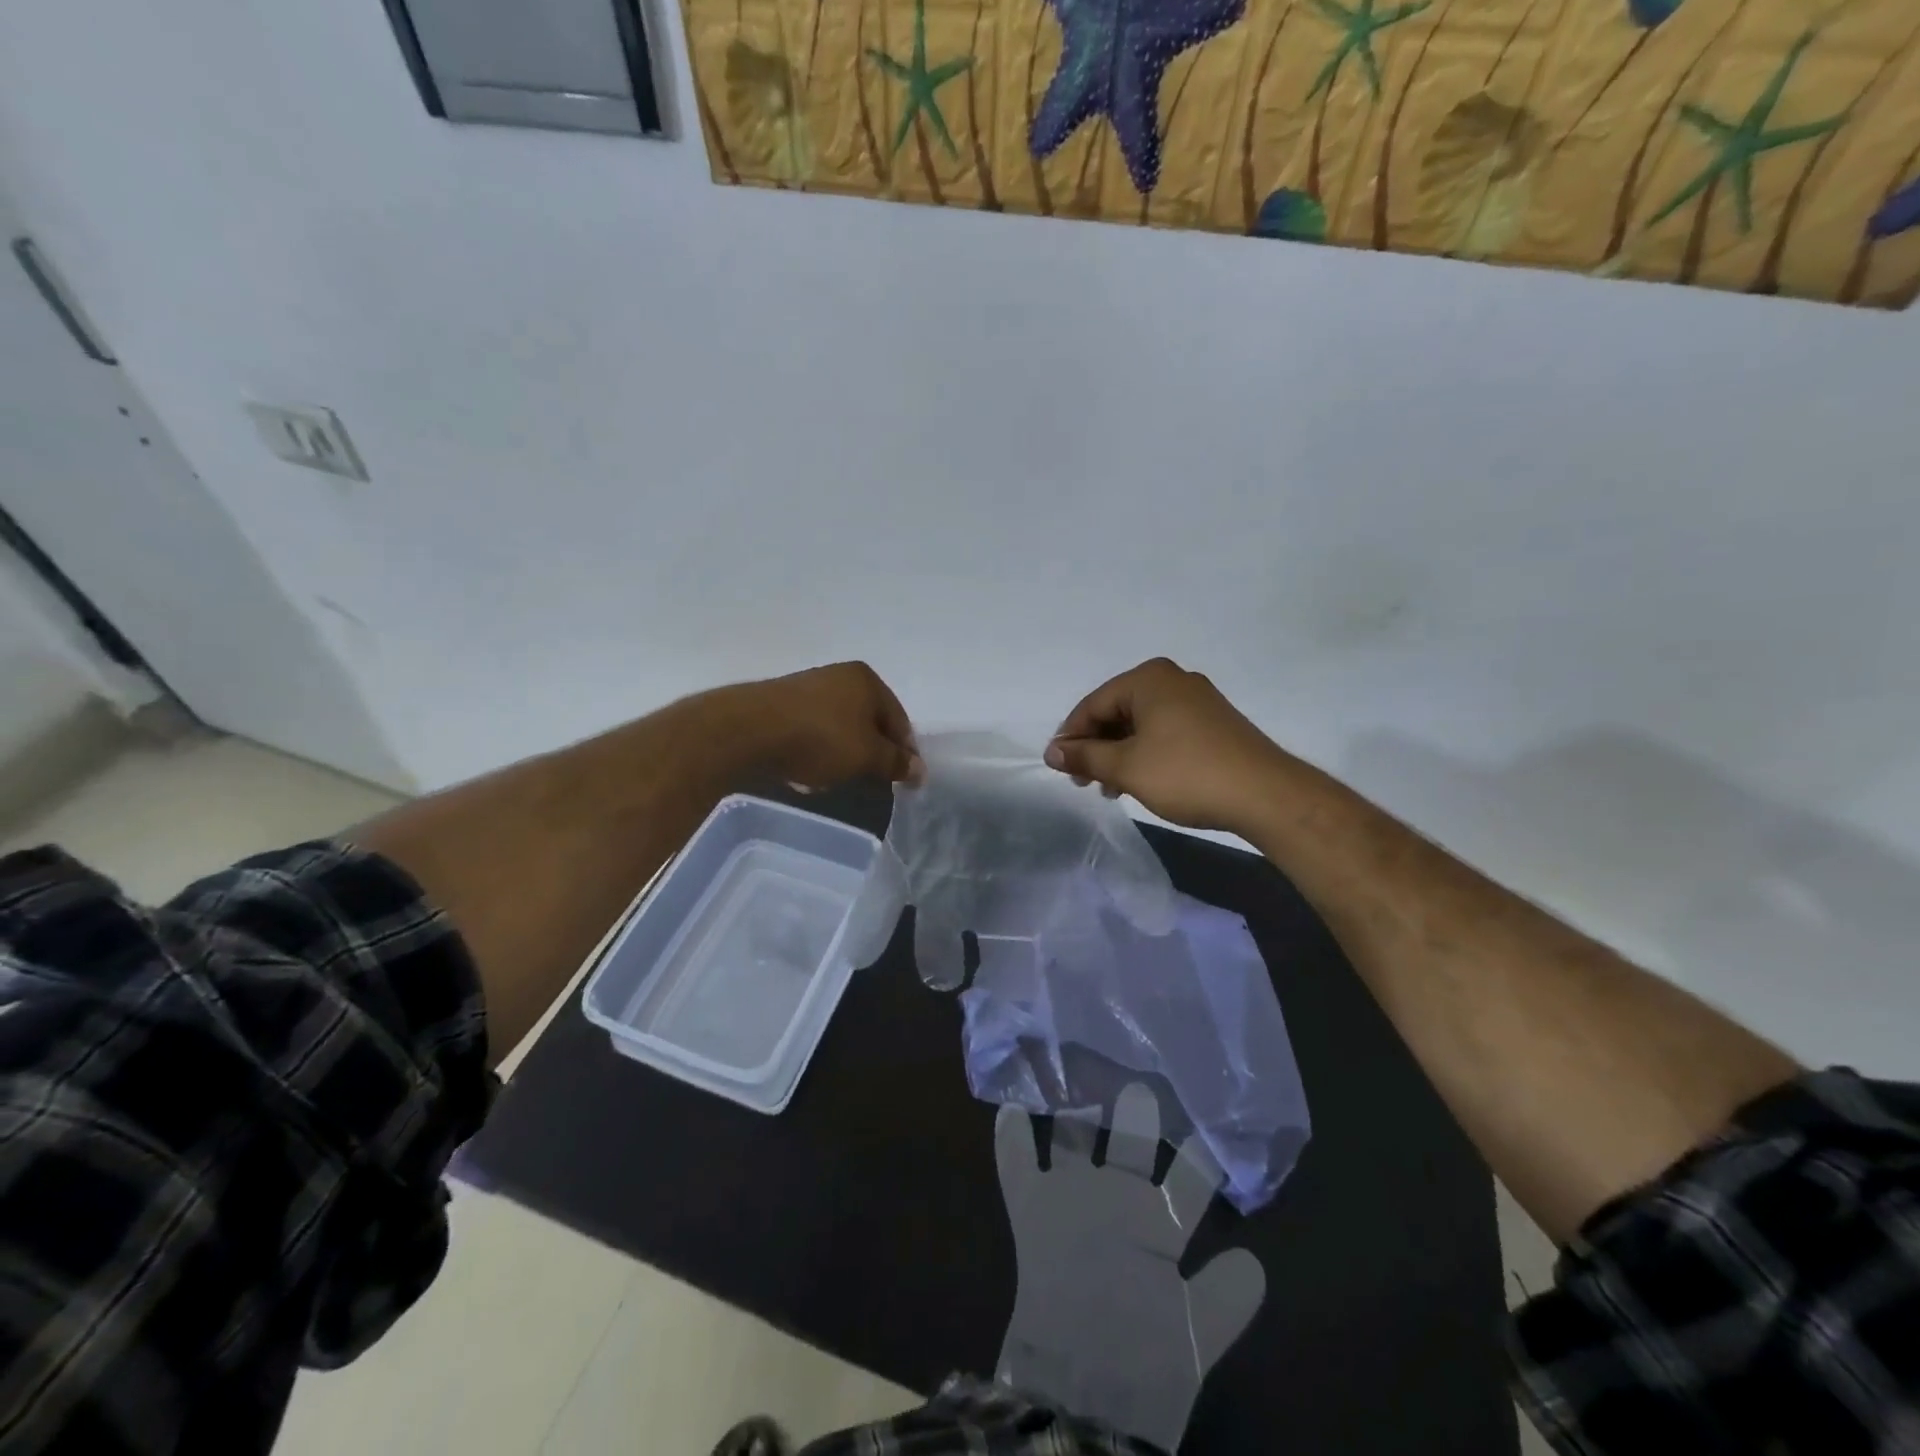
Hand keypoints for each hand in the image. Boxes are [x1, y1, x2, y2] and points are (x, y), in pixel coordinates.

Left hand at [734, 661, 919, 788]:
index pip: (899, 719)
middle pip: (869, 720)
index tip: (907, 782)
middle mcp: (839, 675)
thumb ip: (896, 763)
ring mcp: (807, 687)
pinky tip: (810, 769)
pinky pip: (812, 729)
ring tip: (840, 778)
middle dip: (874, 750)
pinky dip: (819, 748)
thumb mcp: (867, 756)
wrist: (748, 731)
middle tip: (875, 780)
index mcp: (867, 679)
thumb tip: (919, 769)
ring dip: (845, 751)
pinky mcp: (780, 704)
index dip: (906, 752)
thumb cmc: (820, 739)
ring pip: (840, 725)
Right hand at [1045, 658, 1287, 833]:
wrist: (1265, 795)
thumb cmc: (1186, 774)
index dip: (1071, 737)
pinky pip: (1164, 732)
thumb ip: (1085, 757)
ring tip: (1109, 789)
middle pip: (1117, 711)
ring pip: (1141, 724)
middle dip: (1096, 747)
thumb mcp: (1126, 767)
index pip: (1093, 704)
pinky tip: (1139, 781)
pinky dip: (1145, 754)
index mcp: (1148, 679)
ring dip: (1119, 755)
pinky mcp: (1213, 723)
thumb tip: (1052, 752)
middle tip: (1082, 782)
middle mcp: (1173, 680)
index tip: (1058, 768)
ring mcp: (1197, 701)